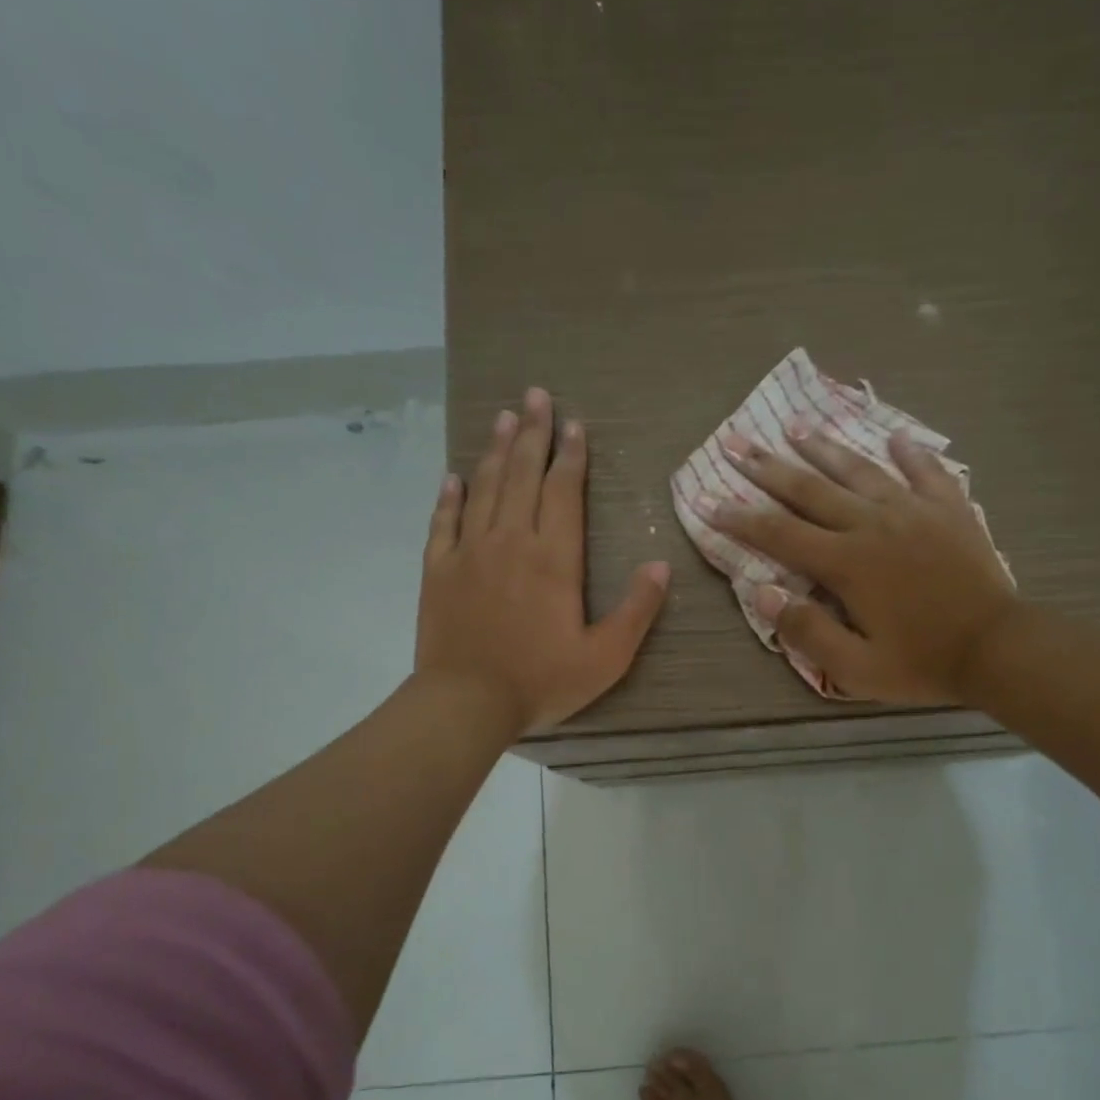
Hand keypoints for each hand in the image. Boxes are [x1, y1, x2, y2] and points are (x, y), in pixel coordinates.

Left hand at [417, 388, 669, 734]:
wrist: (467, 703)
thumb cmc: (541, 681)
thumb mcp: (606, 657)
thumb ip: (637, 610)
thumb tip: (661, 565)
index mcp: (554, 559)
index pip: (563, 492)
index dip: (570, 456)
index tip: (574, 424)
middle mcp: (511, 542)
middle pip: (522, 476)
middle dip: (533, 434)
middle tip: (535, 396)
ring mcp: (469, 553)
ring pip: (484, 488)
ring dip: (496, 451)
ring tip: (504, 418)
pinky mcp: (439, 570)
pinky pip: (444, 522)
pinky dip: (449, 497)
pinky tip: (453, 477)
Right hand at [702, 425, 1018, 704]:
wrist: (998, 647)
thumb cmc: (922, 662)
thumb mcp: (856, 668)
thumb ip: (807, 631)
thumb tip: (763, 592)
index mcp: (846, 562)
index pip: (779, 534)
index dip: (739, 518)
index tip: (709, 501)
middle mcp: (873, 523)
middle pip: (811, 489)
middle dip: (768, 468)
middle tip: (737, 443)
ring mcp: (914, 509)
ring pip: (860, 469)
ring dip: (824, 447)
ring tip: (797, 426)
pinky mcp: (949, 507)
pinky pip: (925, 470)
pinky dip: (908, 452)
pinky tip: (894, 436)